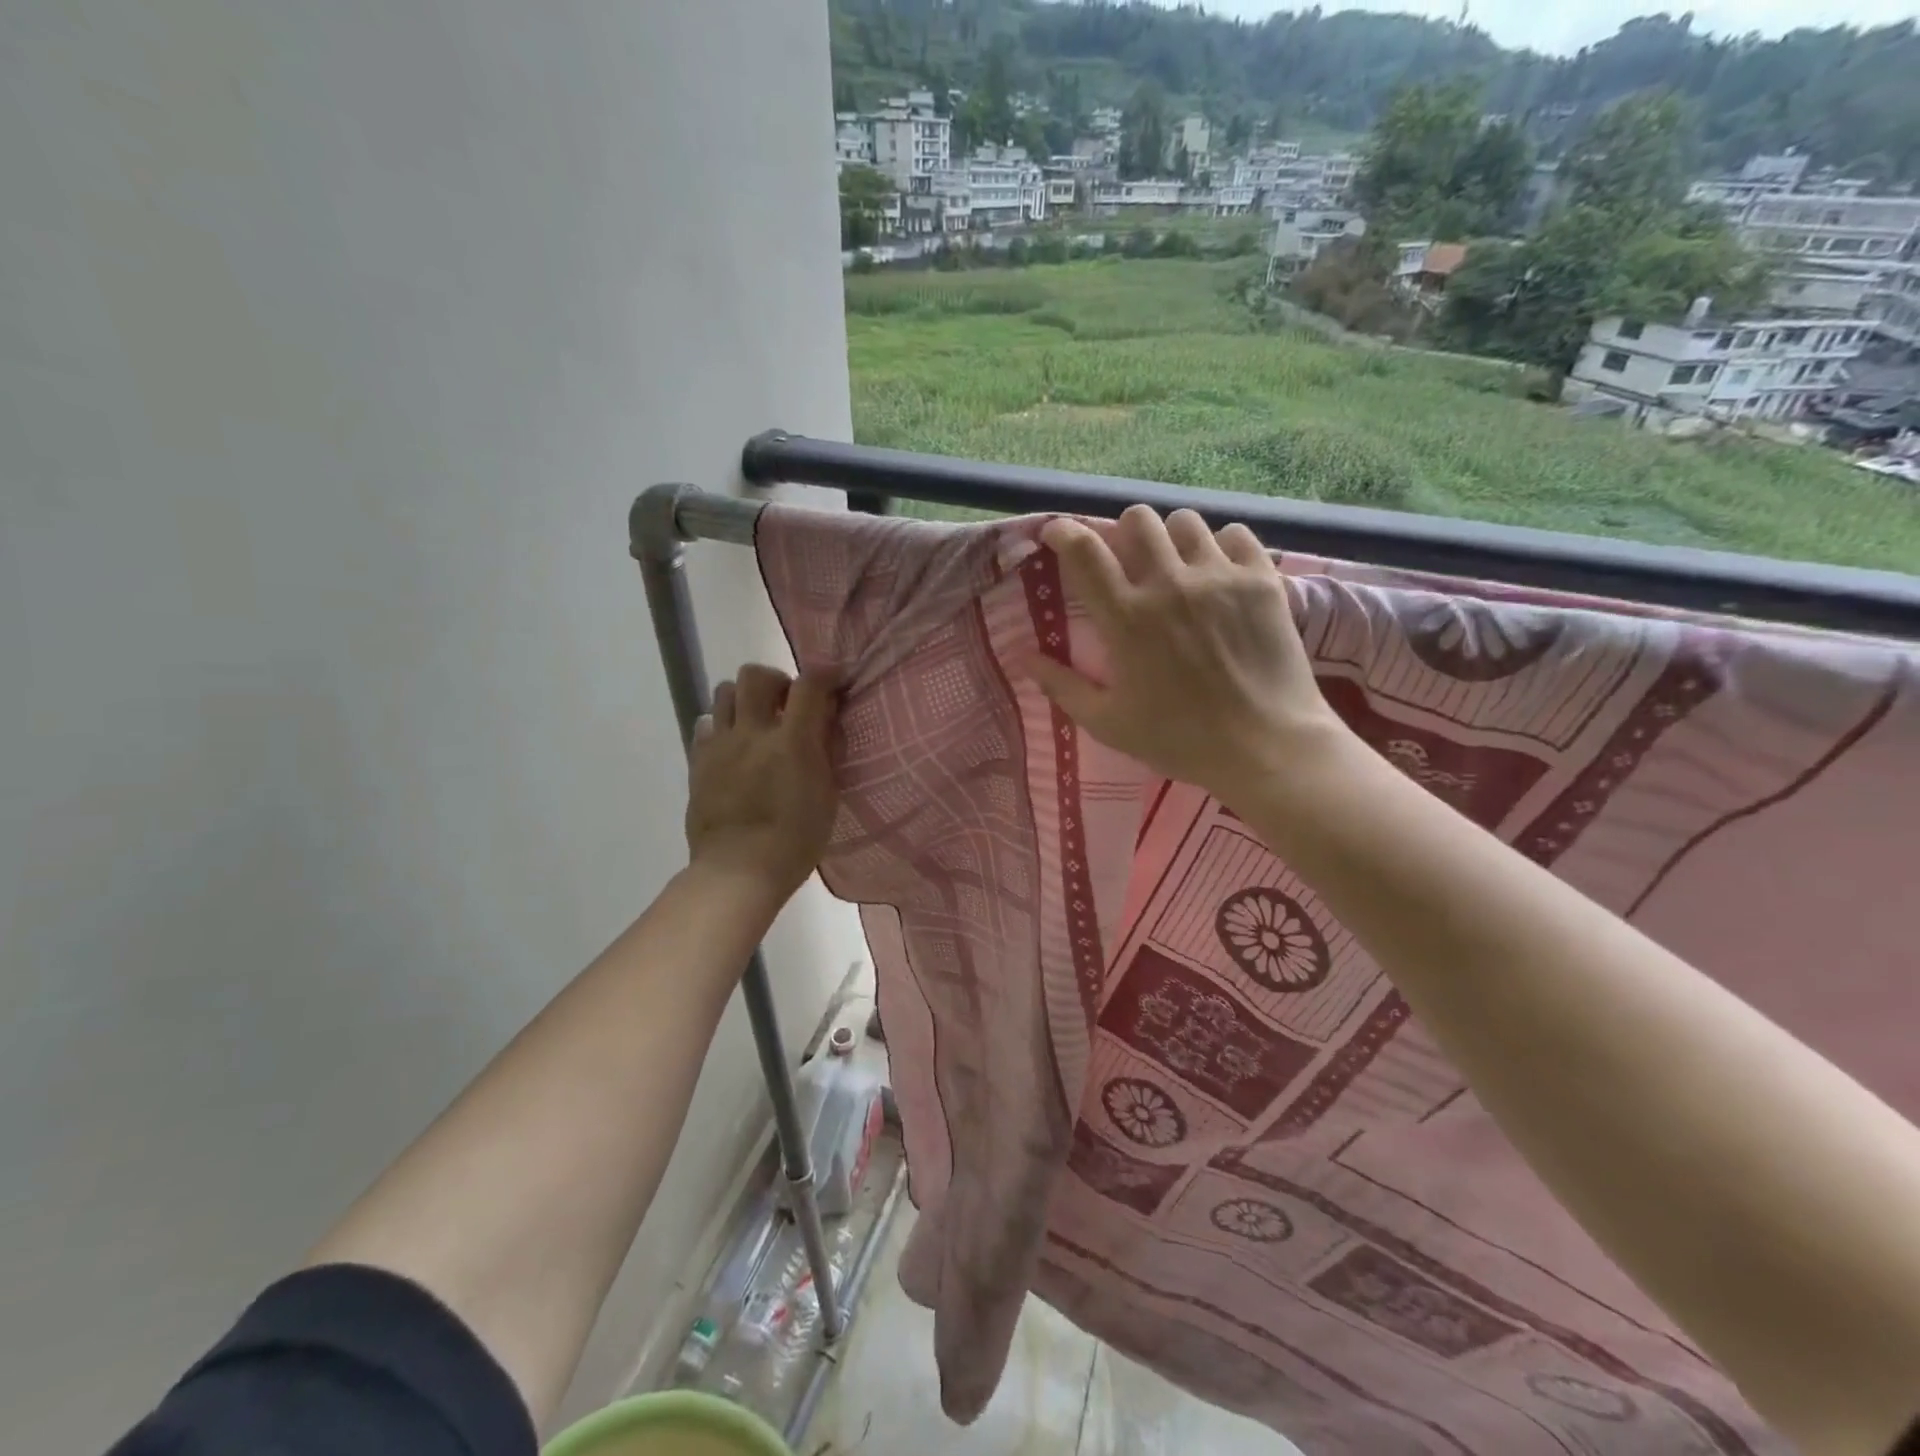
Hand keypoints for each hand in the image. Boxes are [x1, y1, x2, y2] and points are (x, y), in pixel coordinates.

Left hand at [685, 664, 840, 897]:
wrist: (738, 871)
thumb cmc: (795, 841)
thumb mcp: (827, 796)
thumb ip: (825, 751)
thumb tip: (825, 719)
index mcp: (792, 742)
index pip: (809, 684)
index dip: (825, 673)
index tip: (835, 677)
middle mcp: (753, 732)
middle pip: (755, 676)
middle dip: (776, 680)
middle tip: (788, 703)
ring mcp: (720, 745)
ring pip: (723, 692)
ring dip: (744, 698)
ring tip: (757, 721)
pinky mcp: (698, 762)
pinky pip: (705, 725)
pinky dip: (721, 726)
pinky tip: (734, 747)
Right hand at [1030, 506, 1348, 804]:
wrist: (1266, 747)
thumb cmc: (1180, 739)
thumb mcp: (1108, 723)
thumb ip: (1063, 687)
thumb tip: (1025, 658)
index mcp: (1127, 618)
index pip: (1085, 551)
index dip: (1064, 532)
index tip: (1057, 535)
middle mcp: (1170, 584)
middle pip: (1138, 519)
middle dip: (1124, 532)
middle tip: (1128, 560)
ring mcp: (1219, 577)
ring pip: (1185, 521)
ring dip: (1171, 538)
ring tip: (1176, 565)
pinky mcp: (1261, 580)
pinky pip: (1234, 535)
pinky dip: (1220, 546)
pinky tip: (1219, 574)